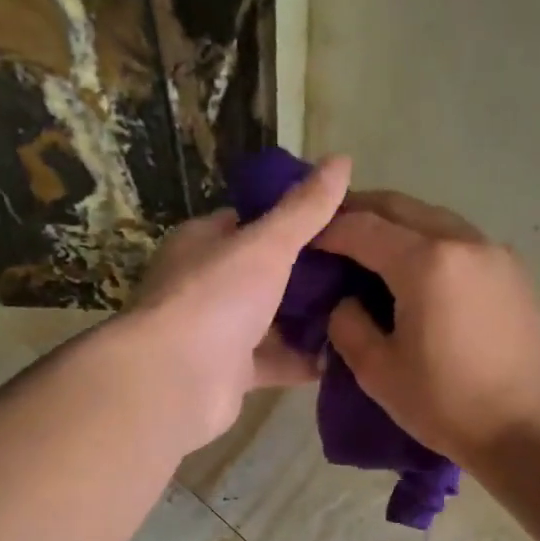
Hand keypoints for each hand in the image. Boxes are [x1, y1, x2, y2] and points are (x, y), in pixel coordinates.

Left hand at [128, 155, 351, 446]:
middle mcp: (208, 285)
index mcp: (204, 243)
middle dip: (310, 274)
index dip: (293, 219)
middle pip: (266, 274)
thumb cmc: (216, 297)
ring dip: (311, 320)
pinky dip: (305, 360)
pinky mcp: (232, 373)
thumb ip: (305, 209)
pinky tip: (345, 355)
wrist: (177, 379)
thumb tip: (342, 160)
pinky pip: (276, 361)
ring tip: (362, 311)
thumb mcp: (267, 244)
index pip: (250, 221)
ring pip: (273, 321)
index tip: (339, 222)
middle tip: (361, 270)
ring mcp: (219, 331)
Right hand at [314, 190, 539, 467]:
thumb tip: (346, 302)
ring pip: (436, 219)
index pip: (365, 228)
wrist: (522, 428)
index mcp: (427, 264)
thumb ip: (348, 325)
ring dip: (400, 225)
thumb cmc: (444, 404)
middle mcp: (464, 242)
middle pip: (403, 208)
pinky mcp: (514, 272)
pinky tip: (420, 270)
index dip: (330, 230)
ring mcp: (495, 253)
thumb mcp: (377, 371)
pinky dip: (432, 243)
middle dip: (364, 211)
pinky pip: (462, 241)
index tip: (307, 239)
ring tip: (373, 249)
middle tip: (334, 229)